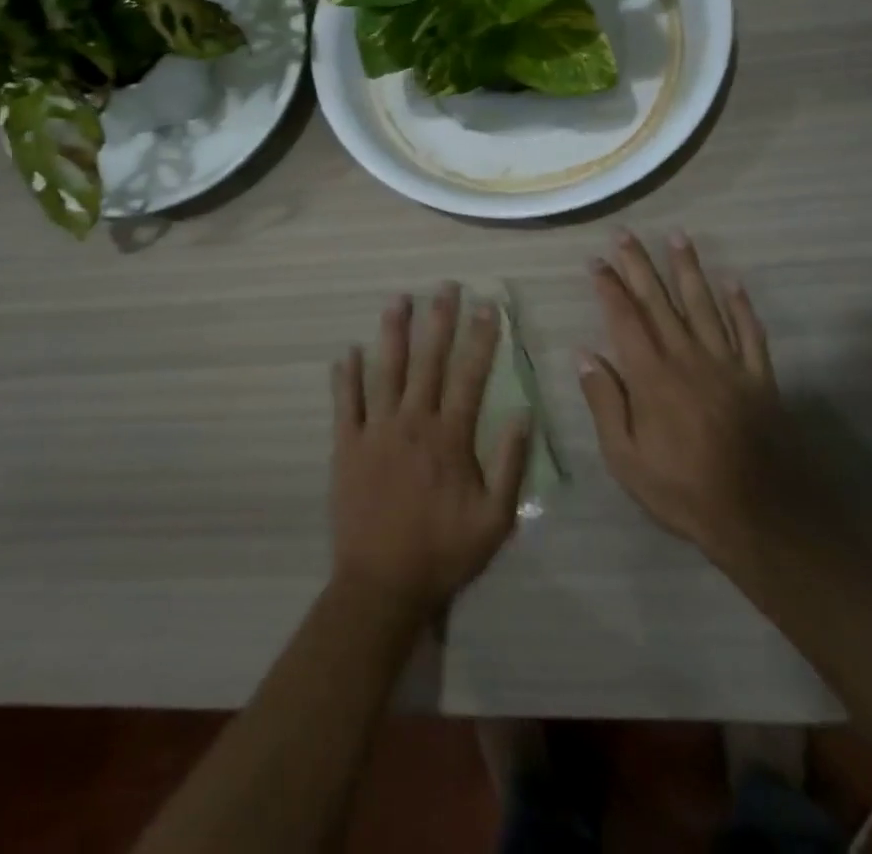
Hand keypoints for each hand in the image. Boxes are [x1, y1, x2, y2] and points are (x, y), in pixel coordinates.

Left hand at [329, 284, 532, 617]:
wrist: (381, 585)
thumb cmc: (443, 552)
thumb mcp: (495, 518)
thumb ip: (510, 463)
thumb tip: (524, 412)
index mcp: (449, 436)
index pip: (470, 375)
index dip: (481, 338)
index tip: (487, 305)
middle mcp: (412, 422)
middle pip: (428, 361)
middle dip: (439, 320)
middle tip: (445, 286)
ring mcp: (376, 431)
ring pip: (385, 370)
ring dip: (392, 332)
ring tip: (398, 299)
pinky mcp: (346, 446)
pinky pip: (346, 403)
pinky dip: (346, 376)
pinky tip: (347, 351)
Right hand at [578, 231, 818, 565]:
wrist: (759, 515)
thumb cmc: (682, 490)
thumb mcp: (625, 458)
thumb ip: (605, 403)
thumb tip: (585, 355)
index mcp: (651, 375)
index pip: (624, 318)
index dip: (609, 287)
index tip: (596, 261)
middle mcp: (687, 357)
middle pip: (659, 301)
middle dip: (640, 264)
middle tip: (625, 233)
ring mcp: (726, 364)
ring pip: (704, 305)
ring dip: (689, 269)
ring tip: (678, 237)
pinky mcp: (758, 377)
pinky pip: (749, 332)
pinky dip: (741, 305)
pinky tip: (733, 281)